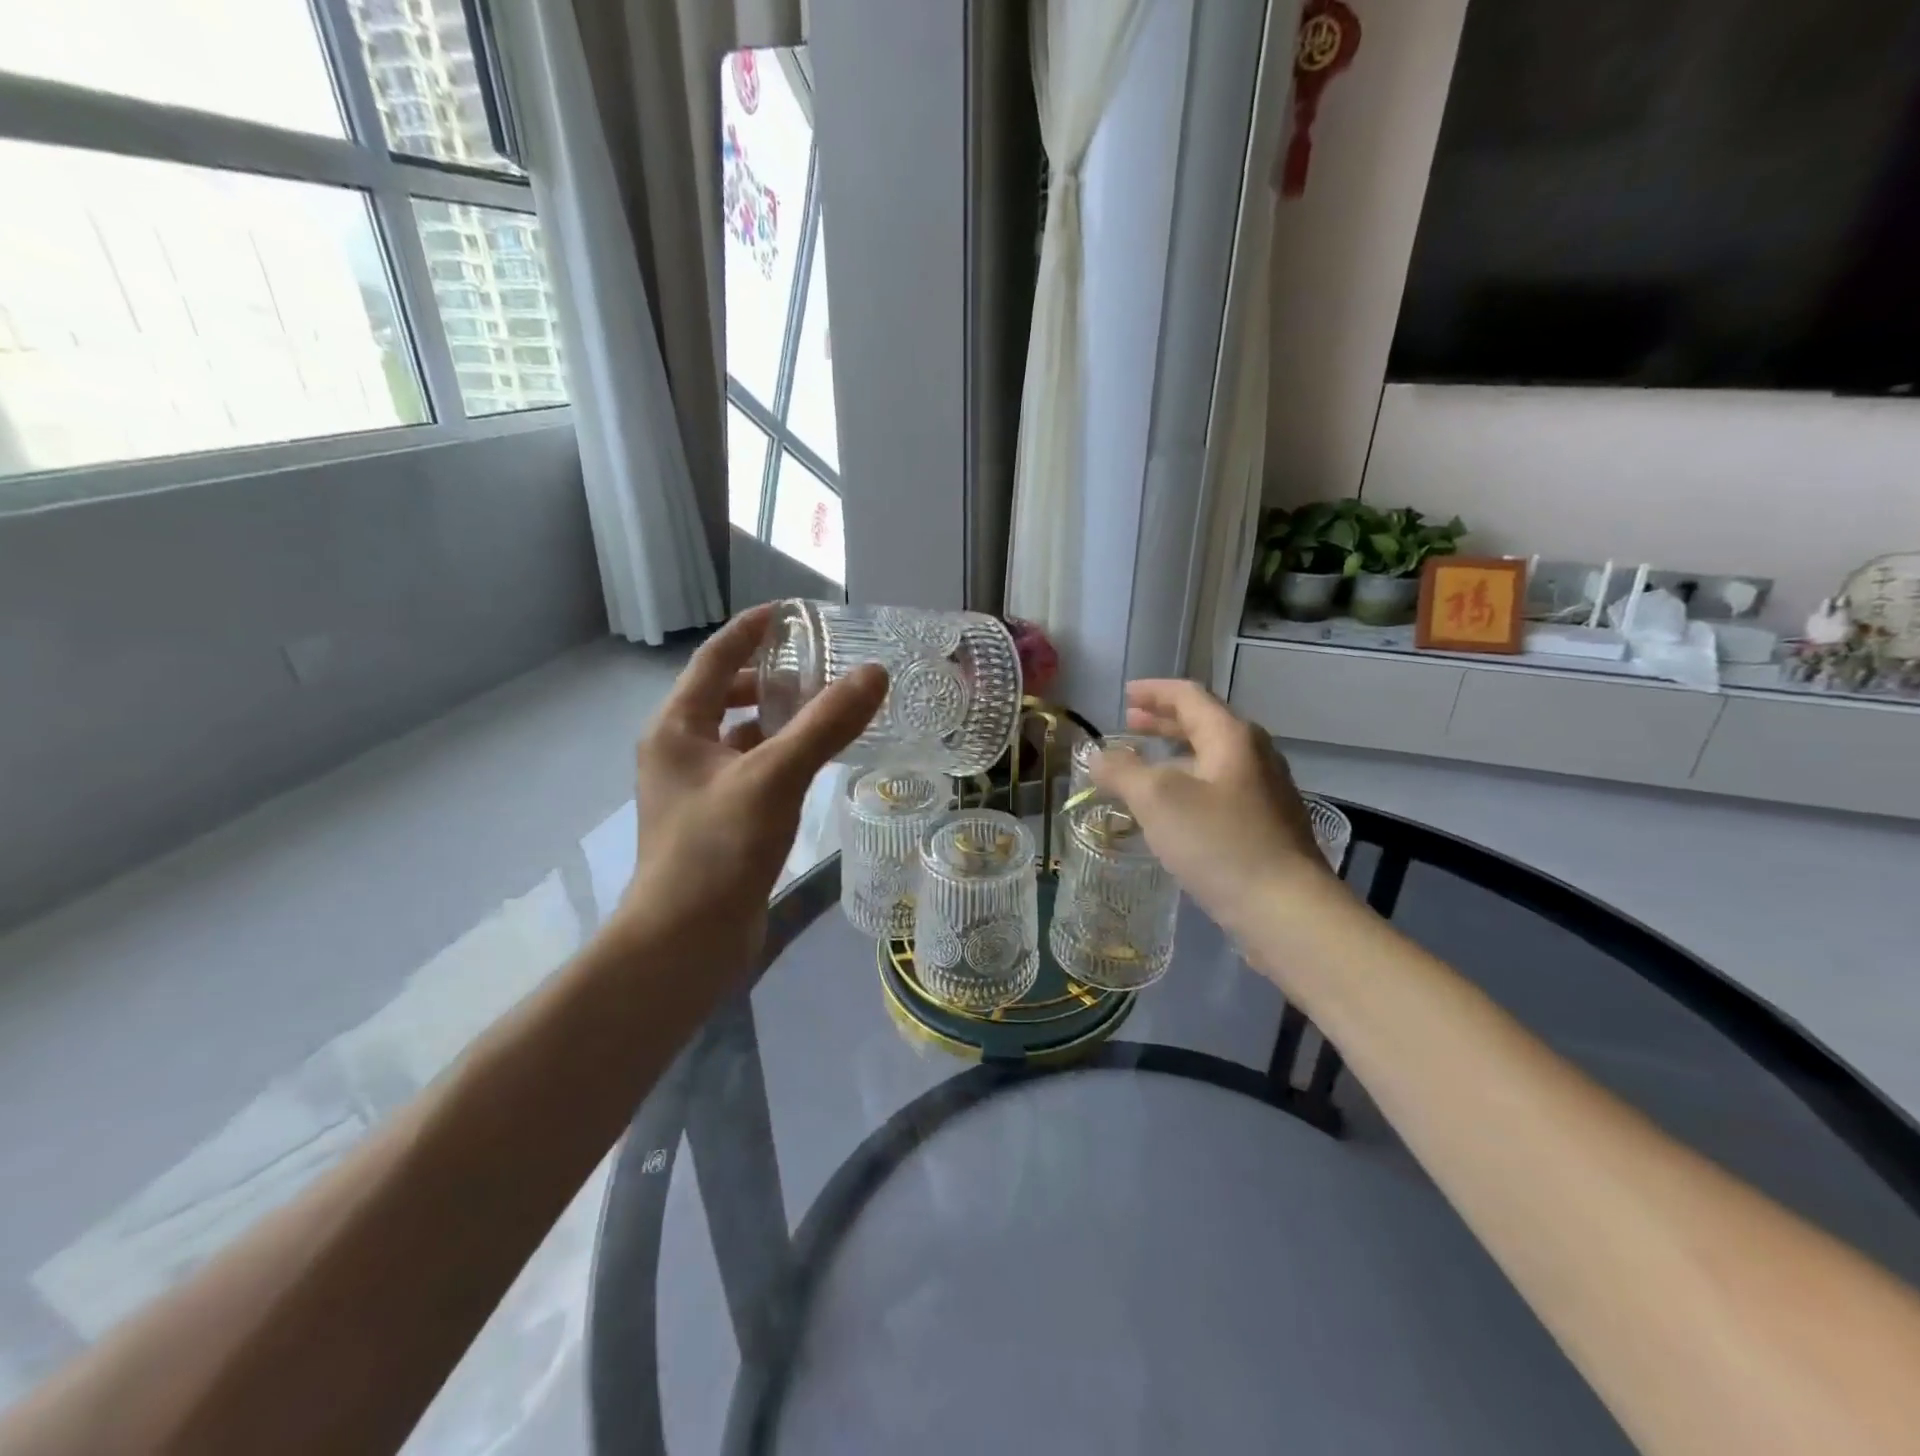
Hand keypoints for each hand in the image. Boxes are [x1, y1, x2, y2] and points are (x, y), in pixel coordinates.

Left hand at [610, 606, 887, 974]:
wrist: (685, 941)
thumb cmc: (719, 849)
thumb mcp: (775, 777)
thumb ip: (825, 724)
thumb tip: (873, 673)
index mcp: (677, 728)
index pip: (716, 659)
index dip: (752, 630)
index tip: (791, 612)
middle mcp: (680, 751)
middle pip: (726, 696)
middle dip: (771, 677)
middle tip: (820, 666)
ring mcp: (697, 789)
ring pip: (740, 736)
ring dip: (778, 719)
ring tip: (826, 710)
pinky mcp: (717, 820)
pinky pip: (752, 770)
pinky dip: (781, 757)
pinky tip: (815, 763)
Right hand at [1089, 679, 1331, 943]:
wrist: (1285, 908)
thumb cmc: (1218, 842)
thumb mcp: (1157, 800)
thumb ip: (1122, 771)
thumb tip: (1096, 756)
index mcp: (1232, 737)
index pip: (1189, 696)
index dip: (1154, 691)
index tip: (1125, 695)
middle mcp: (1253, 755)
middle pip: (1203, 724)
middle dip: (1163, 722)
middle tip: (1130, 724)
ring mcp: (1264, 791)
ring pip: (1212, 759)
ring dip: (1175, 755)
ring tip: (1145, 765)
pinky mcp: (1265, 824)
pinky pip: (1219, 788)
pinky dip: (1190, 783)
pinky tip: (1173, 809)